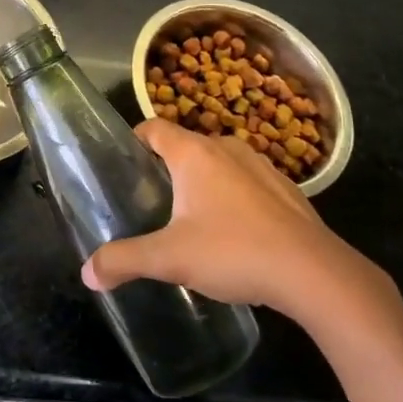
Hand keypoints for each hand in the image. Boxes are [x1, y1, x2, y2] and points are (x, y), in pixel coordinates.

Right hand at [81, 118, 394, 329]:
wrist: (315, 274)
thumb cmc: (233, 252)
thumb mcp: (170, 259)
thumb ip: (124, 261)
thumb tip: (86, 273)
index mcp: (193, 153)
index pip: (154, 127)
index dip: (135, 140)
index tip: (124, 165)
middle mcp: (225, 148)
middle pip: (185, 145)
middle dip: (166, 168)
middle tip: (151, 201)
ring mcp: (261, 166)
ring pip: (218, 164)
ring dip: (203, 183)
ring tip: (190, 219)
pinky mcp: (286, 190)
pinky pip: (247, 183)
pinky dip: (234, 198)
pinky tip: (235, 235)